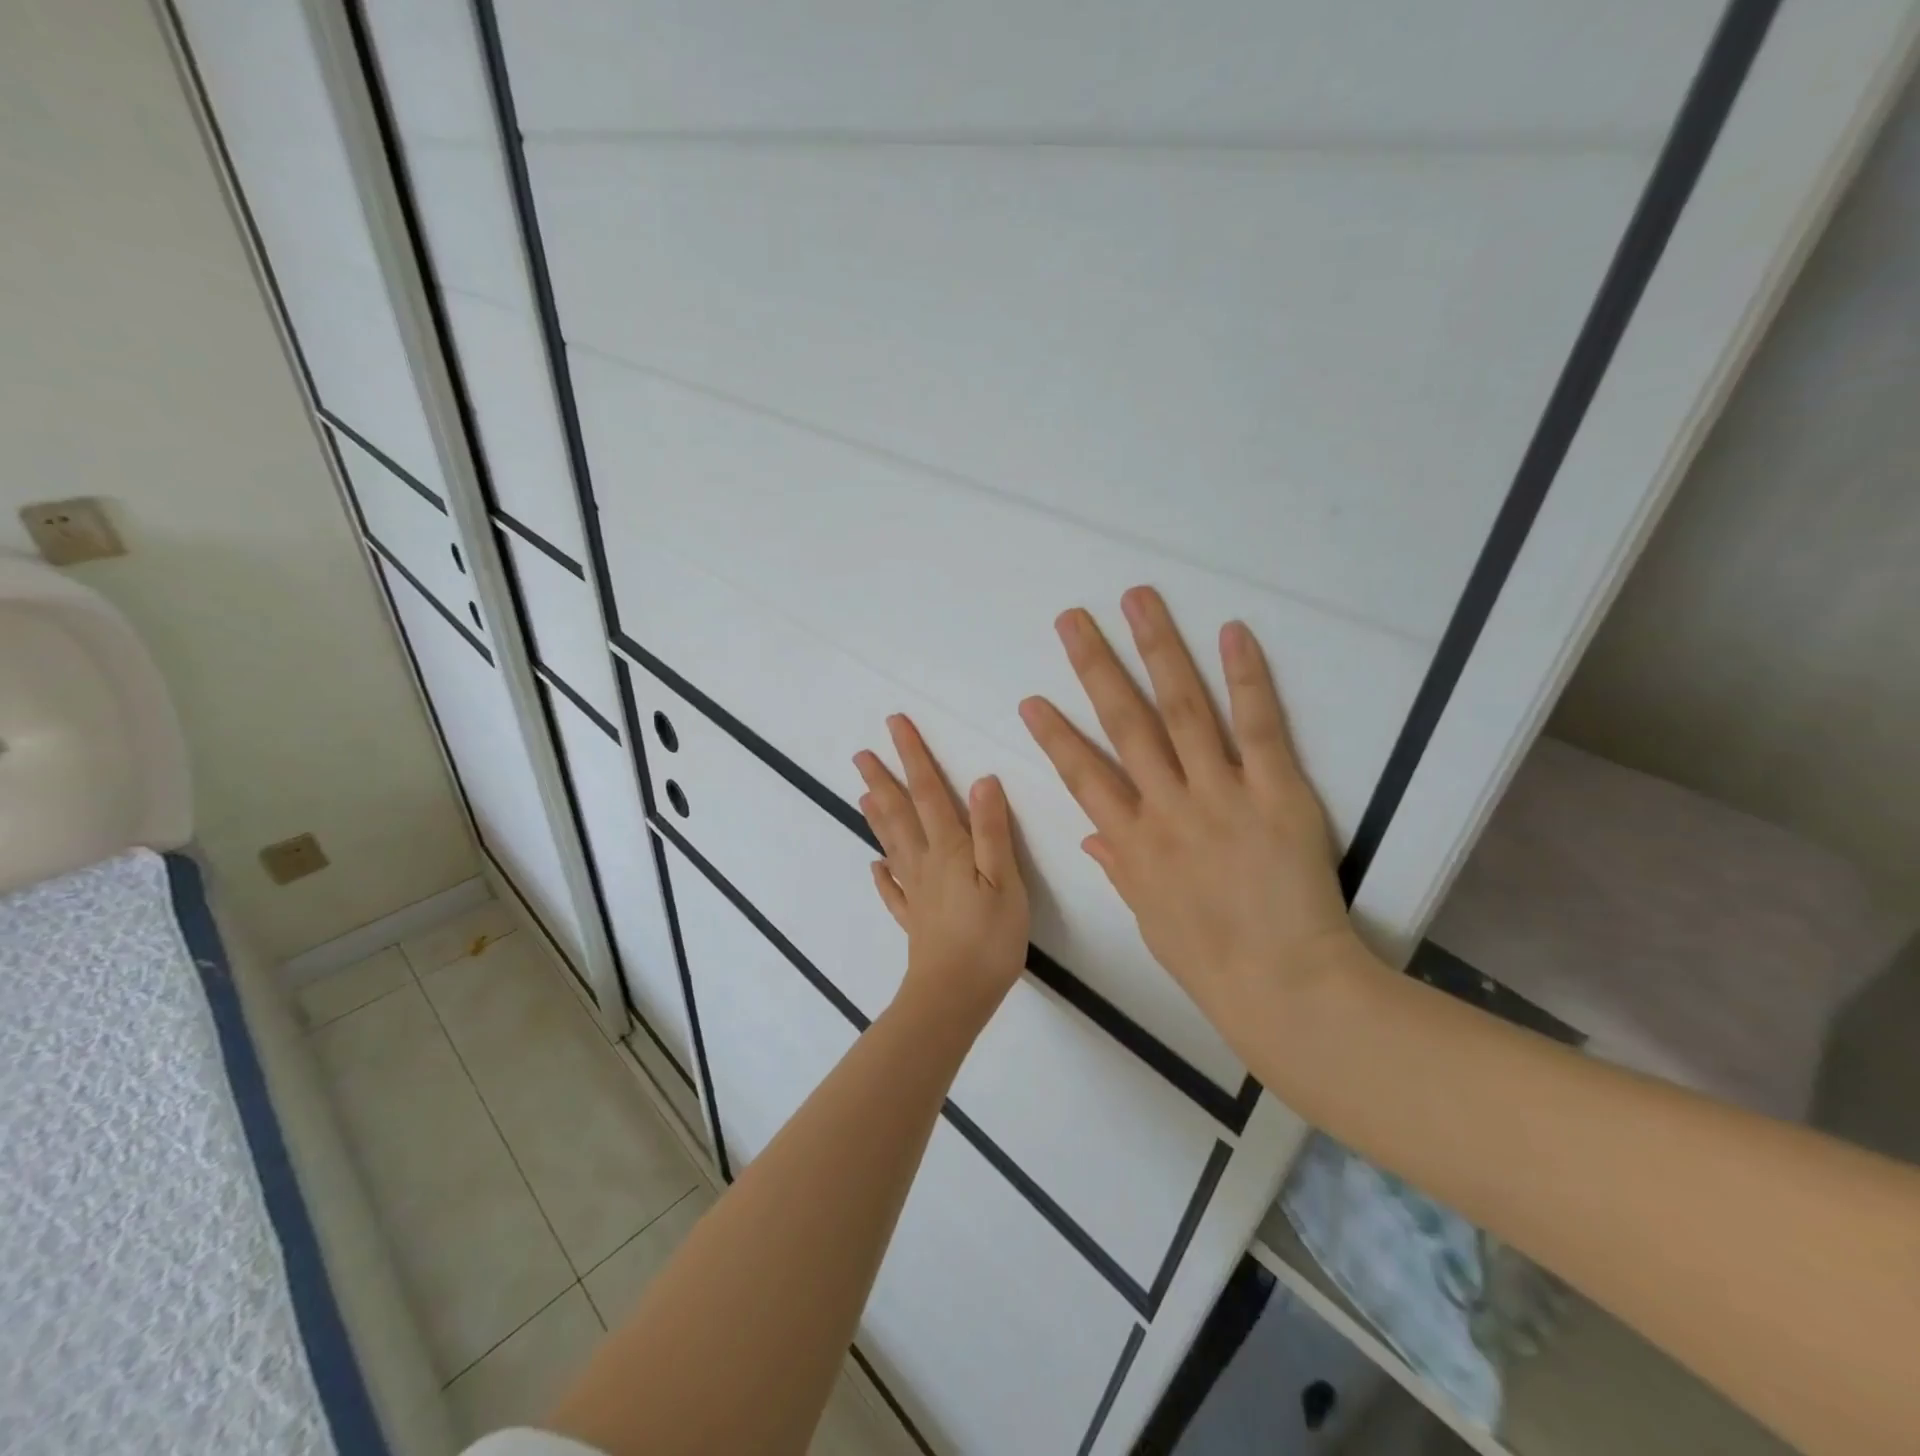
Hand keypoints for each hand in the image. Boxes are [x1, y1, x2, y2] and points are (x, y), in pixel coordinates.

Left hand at [855, 714, 1029, 1026]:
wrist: (954, 997)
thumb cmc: (989, 939)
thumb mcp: (1005, 881)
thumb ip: (993, 831)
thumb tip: (982, 780)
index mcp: (949, 850)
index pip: (929, 793)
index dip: (913, 757)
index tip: (895, 725)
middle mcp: (925, 864)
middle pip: (900, 814)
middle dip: (883, 779)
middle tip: (861, 753)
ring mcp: (915, 893)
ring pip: (892, 845)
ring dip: (878, 816)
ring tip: (862, 793)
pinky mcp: (913, 921)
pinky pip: (892, 891)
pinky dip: (882, 875)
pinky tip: (875, 866)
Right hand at [1018, 586, 1355, 1033]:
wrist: (1285, 986)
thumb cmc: (1211, 962)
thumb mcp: (1150, 917)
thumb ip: (1121, 868)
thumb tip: (1094, 836)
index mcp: (1131, 843)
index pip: (1082, 776)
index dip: (1055, 735)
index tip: (1032, 700)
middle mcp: (1166, 808)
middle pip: (1124, 724)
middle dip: (1094, 668)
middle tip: (1072, 620)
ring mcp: (1219, 796)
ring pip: (1180, 710)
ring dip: (1157, 650)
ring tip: (1137, 602)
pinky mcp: (1275, 793)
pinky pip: (1256, 728)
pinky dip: (1244, 678)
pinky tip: (1230, 632)